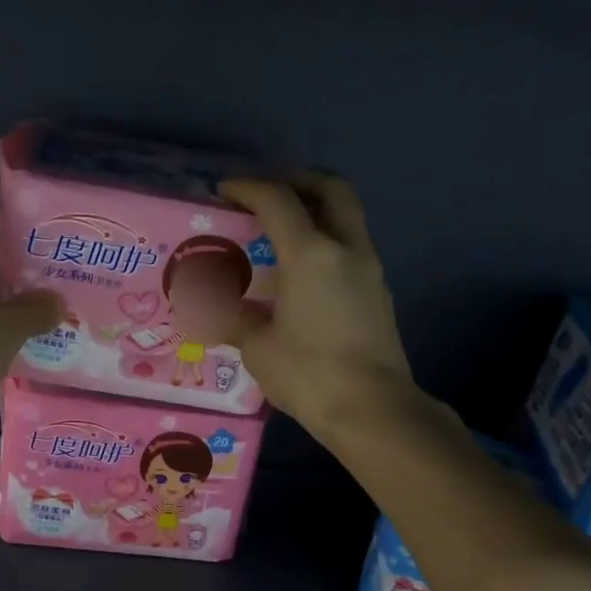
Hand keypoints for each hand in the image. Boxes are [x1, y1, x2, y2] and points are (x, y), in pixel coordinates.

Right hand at [218, 172, 418, 438]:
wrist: (372, 409)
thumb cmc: (309, 374)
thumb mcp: (258, 347)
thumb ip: (234, 318)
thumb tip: (210, 309)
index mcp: (311, 254)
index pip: (278, 200)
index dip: (248, 187)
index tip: (225, 191)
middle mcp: (346, 249)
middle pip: (331, 189)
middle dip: (299, 181)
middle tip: (270, 195)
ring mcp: (370, 270)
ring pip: (347, 218)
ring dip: (317, 212)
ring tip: (283, 235)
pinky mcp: (379, 294)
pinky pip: (352, 248)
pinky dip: (328, 243)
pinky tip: (304, 274)